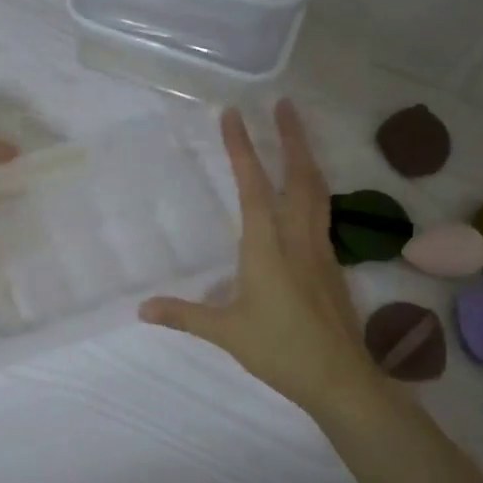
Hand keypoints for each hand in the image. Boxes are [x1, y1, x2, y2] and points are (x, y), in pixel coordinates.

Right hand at [139, 101, 372, 412]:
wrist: (340, 378)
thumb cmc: (280, 350)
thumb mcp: (226, 332)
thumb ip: (184, 315)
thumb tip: (142, 309)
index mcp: (267, 247)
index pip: (254, 186)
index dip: (242, 148)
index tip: (234, 114)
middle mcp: (297, 238)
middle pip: (299, 176)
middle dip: (291, 137)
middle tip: (284, 103)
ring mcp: (320, 249)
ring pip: (318, 191)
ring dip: (307, 157)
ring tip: (298, 134)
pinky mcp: (332, 264)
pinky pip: (323, 212)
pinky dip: (315, 188)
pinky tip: (308, 193)